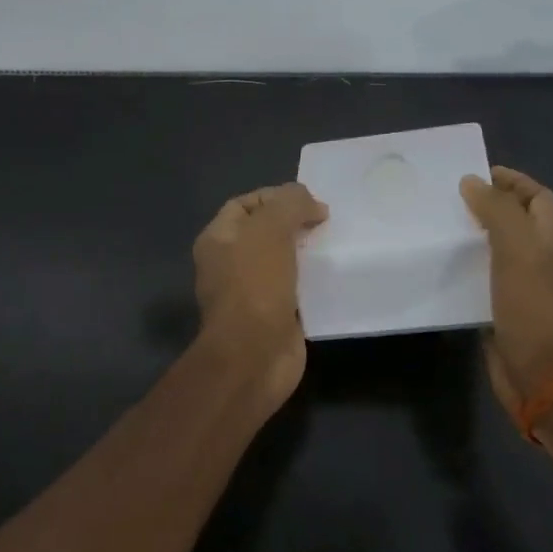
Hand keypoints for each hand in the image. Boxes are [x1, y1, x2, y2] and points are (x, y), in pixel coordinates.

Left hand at [193, 182, 327, 416]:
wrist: (255, 355)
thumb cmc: (255, 285)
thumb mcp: (271, 228)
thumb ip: (290, 204)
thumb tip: (312, 204)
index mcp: (218, 240)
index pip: (245, 204)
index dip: (275, 196)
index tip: (309, 201)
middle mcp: (229, 264)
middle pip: (265, 232)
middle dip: (295, 224)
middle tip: (326, 222)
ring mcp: (251, 293)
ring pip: (283, 262)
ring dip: (307, 253)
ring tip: (334, 244)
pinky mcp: (274, 317)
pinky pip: (296, 290)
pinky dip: (314, 282)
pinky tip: (334, 276)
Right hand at [460, 166, 552, 420]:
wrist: (544, 375)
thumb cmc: (534, 306)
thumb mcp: (518, 249)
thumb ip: (497, 211)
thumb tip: (473, 181)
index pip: (536, 196)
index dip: (510, 181)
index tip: (473, 174)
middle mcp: (546, 257)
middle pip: (519, 221)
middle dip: (489, 206)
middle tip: (448, 199)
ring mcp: (529, 286)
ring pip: (501, 250)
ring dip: (476, 237)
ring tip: (440, 228)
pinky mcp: (510, 310)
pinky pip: (489, 279)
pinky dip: (470, 268)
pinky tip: (444, 268)